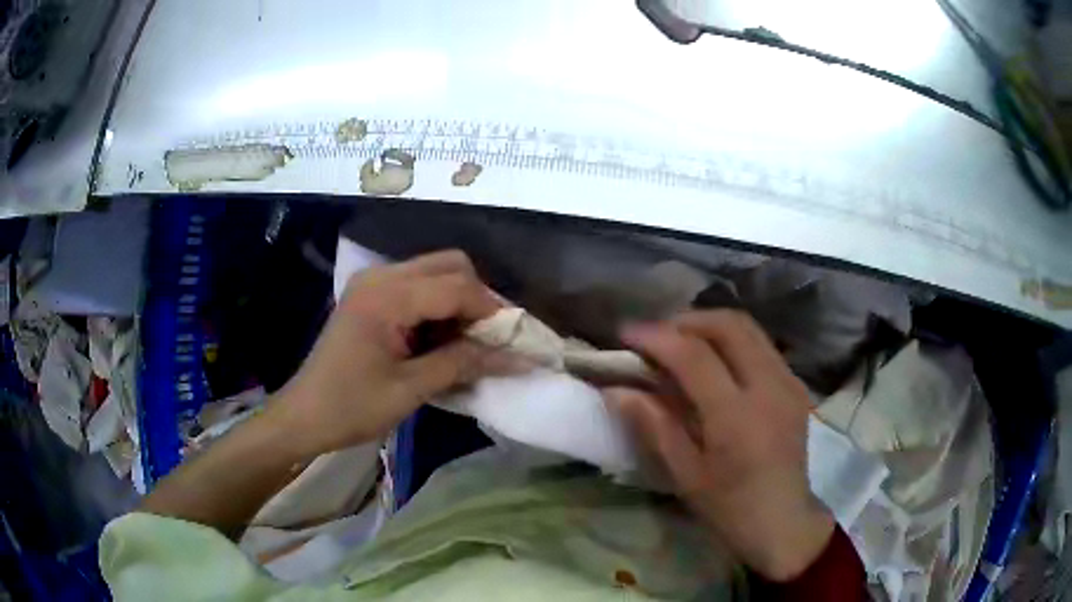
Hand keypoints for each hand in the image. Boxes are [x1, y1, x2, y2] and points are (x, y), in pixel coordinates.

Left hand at [267, 250, 501, 458]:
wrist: (304, 416)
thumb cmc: (351, 407)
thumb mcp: (410, 389)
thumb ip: (463, 364)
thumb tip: (517, 357)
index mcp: (386, 296)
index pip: (456, 286)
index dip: (493, 311)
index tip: (516, 341)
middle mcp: (381, 276)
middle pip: (450, 266)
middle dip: (478, 300)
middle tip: (491, 340)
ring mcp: (373, 284)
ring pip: (436, 273)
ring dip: (460, 303)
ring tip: (470, 344)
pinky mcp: (371, 297)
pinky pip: (418, 287)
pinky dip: (439, 308)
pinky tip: (442, 341)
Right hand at [607, 310, 833, 581]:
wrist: (783, 520)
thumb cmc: (729, 507)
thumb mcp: (685, 474)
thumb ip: (654, 425)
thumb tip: (616, 389)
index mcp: (737, 417)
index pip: (694, 356)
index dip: (657, 337)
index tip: (626, 333)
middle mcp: (769, 388)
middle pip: (729, 326)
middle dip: (686, 320)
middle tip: (656, 336)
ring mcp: (789, 382)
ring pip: (749, 328)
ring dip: (710, 325)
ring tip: (681, 342)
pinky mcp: (796, 384)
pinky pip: (761, 345)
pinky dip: (732, 340)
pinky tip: (715, 361)